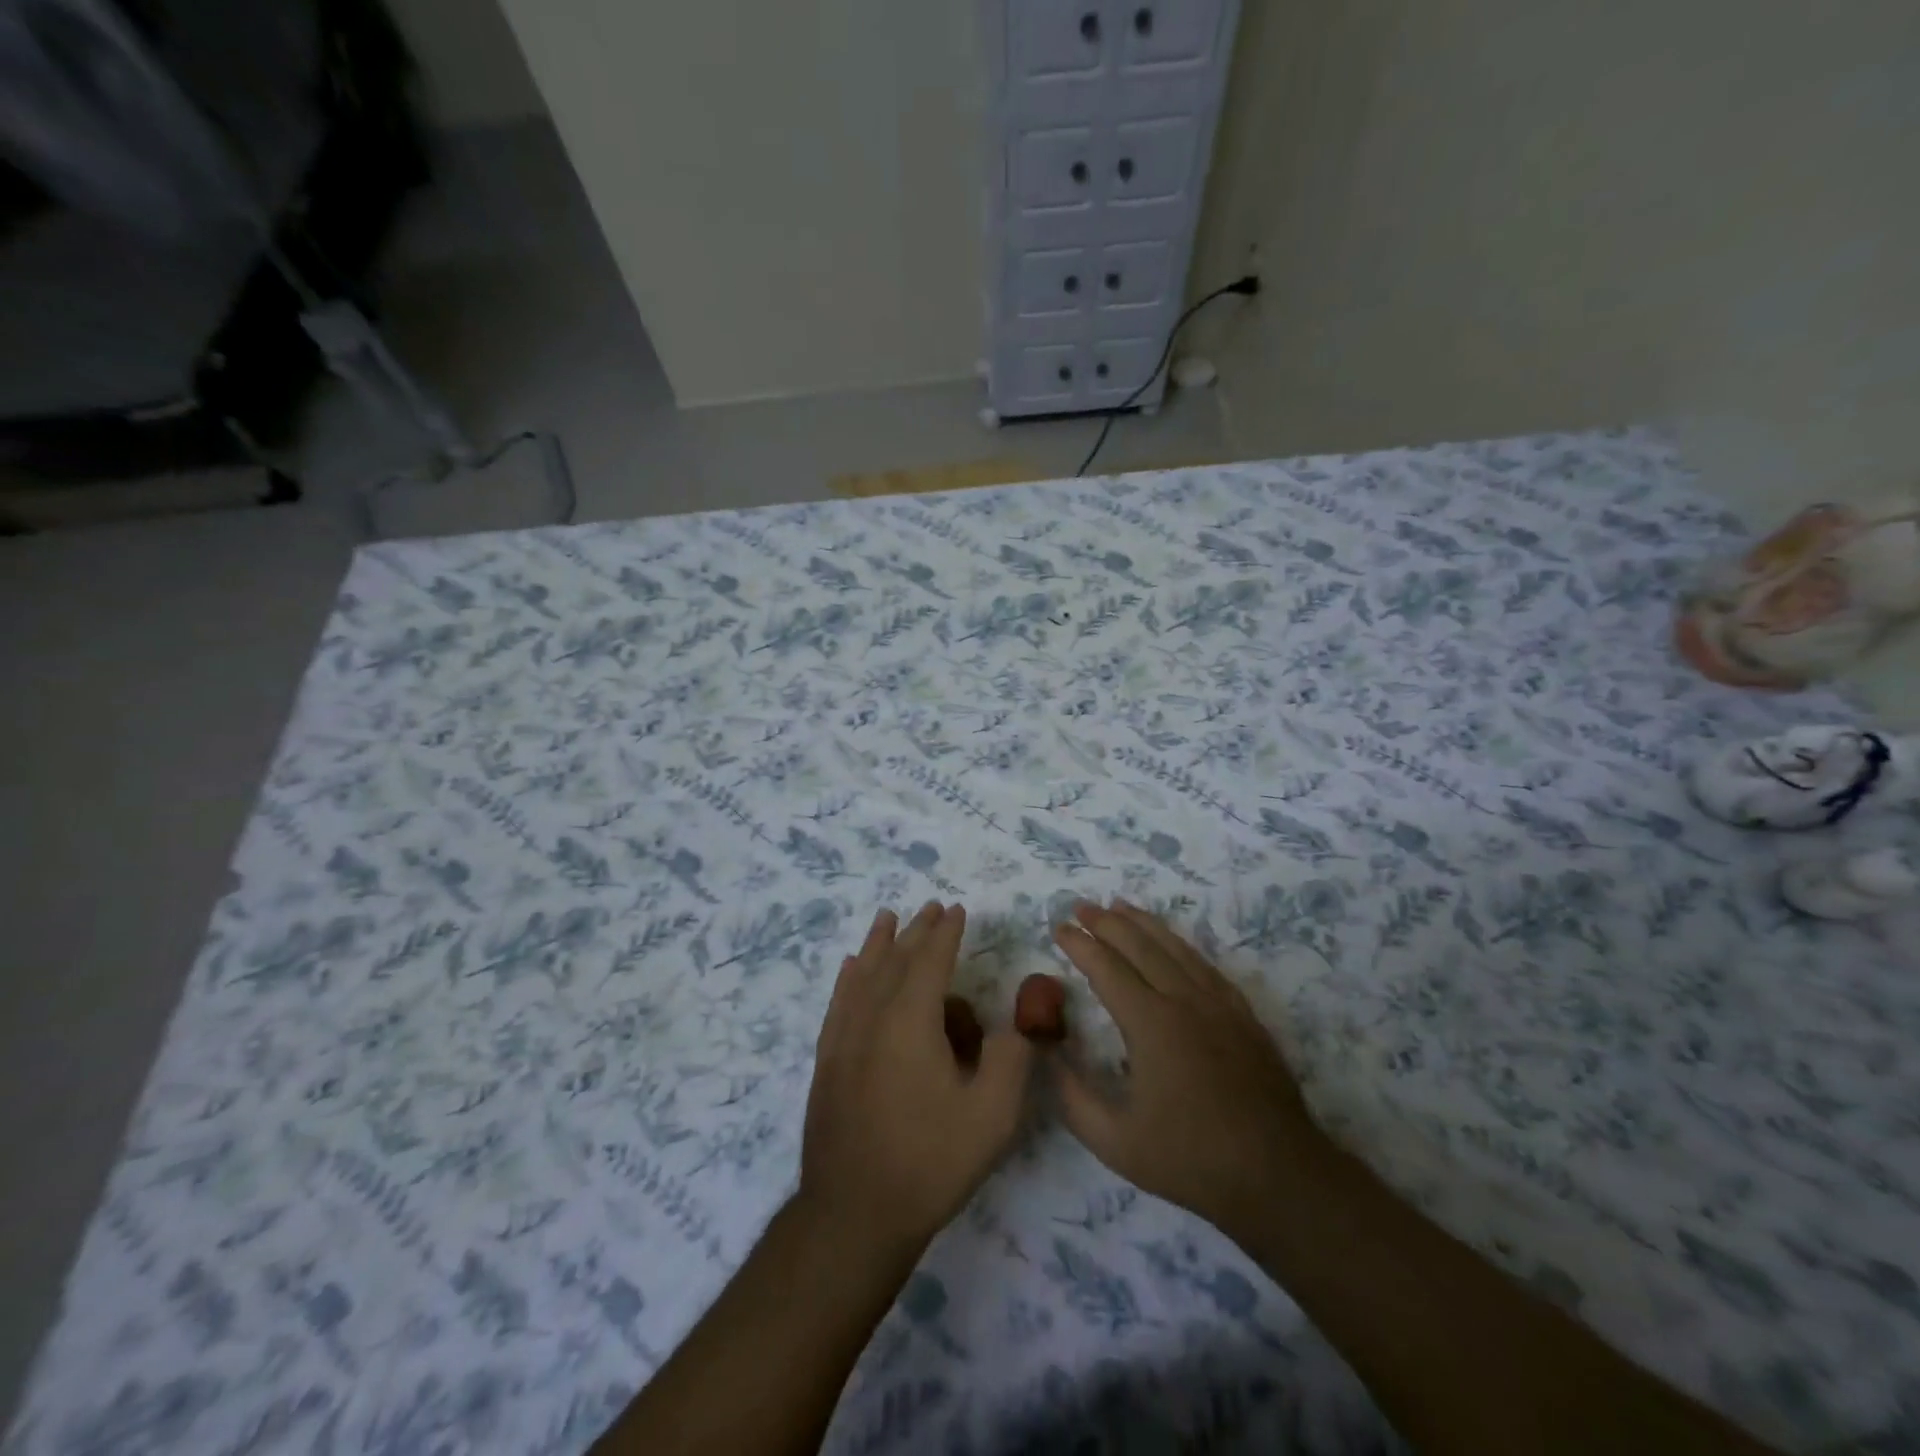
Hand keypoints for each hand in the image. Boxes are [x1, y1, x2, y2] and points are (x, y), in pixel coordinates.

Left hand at [801, 902, 1035, 1254]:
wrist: (854, 1213)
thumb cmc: (929, 1160)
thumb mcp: (992, 1115)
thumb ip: (1012, 1057)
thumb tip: (1014, 1025)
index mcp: (911, 1020)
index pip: (930, 960)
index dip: (946, 933)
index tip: (956, 909)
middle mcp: (872, 1016)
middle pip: (895, 959)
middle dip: (916, 931)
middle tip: (931, 908)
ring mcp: (843, 1037)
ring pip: (862, 973)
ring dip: (878, 943)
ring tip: (887, 918)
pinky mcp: (827, 1060)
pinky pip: (838, 1000)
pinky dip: (848, 976)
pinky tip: (849, 967)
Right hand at [1052, 899, 1326, 1244]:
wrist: (1278, 1174)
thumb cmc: (1191, 1159)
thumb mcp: (1116, 1142)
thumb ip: (1073, 1098)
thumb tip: (1047, 1056)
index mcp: (1150, 1024)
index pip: (1106, 969)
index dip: (1079, 945)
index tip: (1059, 927)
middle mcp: (1184, 1001)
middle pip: (1140, 946)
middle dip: (1107, 922)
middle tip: (1082, 906)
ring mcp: (1219, 1004)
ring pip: (1175, 948)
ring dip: (1144, 923)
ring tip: (1120, 906)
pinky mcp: (1243, 1015)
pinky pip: (1206, 966)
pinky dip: (1181, 946)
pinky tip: (1173, 944)